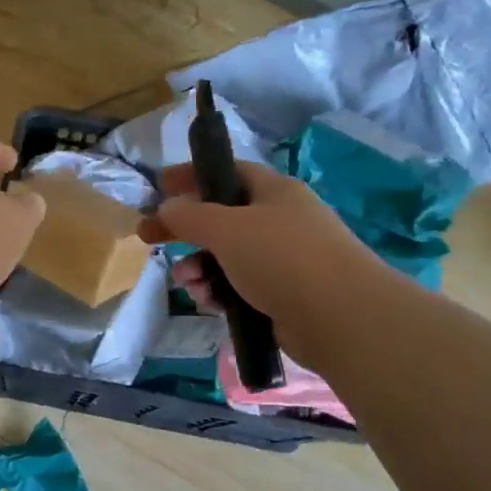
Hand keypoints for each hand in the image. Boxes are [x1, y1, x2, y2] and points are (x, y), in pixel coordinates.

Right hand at [141, 162, 388, 361]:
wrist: (341, 318)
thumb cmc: (282, 258)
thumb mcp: (227, 228)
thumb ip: (190, 215)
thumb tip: (168, 208)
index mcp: (274, 192)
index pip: (227, 172)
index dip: (192, 176)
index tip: (159, 186)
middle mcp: (280, 221)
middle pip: (222, 218)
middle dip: (186, 230)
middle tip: (150, 239)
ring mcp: (284, 260)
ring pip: (227, 256)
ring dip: (199, 266)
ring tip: (188, 282)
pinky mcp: (283, 296)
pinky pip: (239, 286)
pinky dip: (219, 291)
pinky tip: (209, 302)